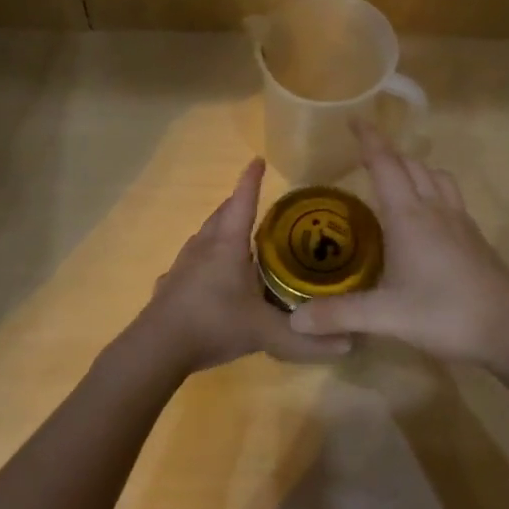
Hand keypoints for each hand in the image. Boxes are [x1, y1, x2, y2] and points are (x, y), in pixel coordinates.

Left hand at [137, 158, 353, 374]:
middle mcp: (204, 247)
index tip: (258, 160)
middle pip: (222, 216)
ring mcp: (183, 265)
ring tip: (236, 237)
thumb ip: (306, 339)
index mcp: (228, 246)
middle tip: (254, 202)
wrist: (157, 347)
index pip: (243, 202)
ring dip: (220, 230)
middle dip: (237, 204)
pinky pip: (191, 263)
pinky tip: (208, 276)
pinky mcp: (170, 285)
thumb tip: (350, 345)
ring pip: (204, 237)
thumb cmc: (213, 324)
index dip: (251, 181)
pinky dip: (204, 260)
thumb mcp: (265, 332)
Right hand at [289, 122, 508, 364]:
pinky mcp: (475, 238)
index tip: (354, 119)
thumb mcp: (386, 316)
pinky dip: (433, 191)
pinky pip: (451, 197)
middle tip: (365, 156)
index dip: (369, 140)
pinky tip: (427, 218)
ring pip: (437, 177)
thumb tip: (294, 321)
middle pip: (411, 165)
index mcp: (409, 216)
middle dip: (388, 154)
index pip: (385, 165)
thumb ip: (339, 314)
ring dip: (415, 169)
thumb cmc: (445, 314)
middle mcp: (435, 209)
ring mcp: (460, 221)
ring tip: (397, 181)